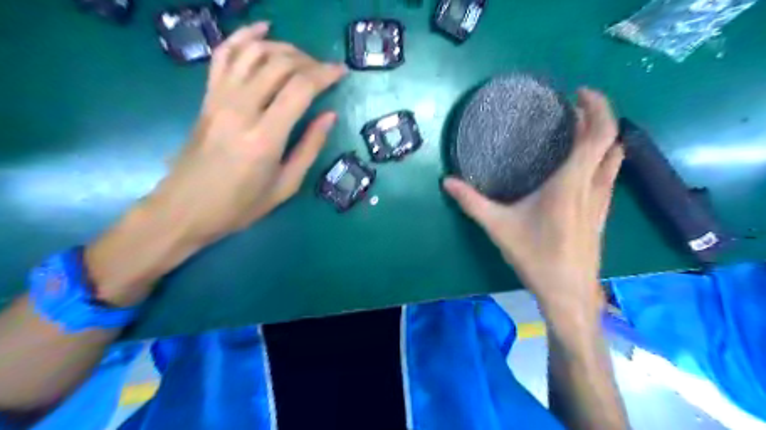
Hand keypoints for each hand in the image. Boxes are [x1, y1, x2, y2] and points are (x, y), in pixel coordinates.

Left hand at [84, 24, 345, 304]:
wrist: (185, 209)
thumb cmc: (240, 206)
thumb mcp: (285, 186)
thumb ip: (309, 148)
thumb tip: (329, 116)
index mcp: (265, 138)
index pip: (300, 89)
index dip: (325, 74)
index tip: (341, 72)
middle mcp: (240, 110)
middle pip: (279, 65)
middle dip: (308, 61)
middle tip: (324, 71)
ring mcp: (219, 99)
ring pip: (253, 53)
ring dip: (283, 48)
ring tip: (301, 58)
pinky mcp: (207, 97)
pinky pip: (224, 55)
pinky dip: (244, 36)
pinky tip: (262, 29)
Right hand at [443, 87, 620, 315]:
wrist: (568, 293)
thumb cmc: (536, 257)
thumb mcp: (498, 227)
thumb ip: (472, 202)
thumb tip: (447, 181)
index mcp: (571, 183)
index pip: (599, 134)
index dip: (597, 107)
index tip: (579, 93)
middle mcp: (593, 186)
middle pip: (611, 140)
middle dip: (598, 117)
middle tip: (572, 109)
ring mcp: (602, 200)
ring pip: (614, 158)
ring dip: (601, 138)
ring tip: (577, 130)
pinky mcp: (601, 213)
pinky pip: (609, 174)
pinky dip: (600, 157)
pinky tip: (579, 165)